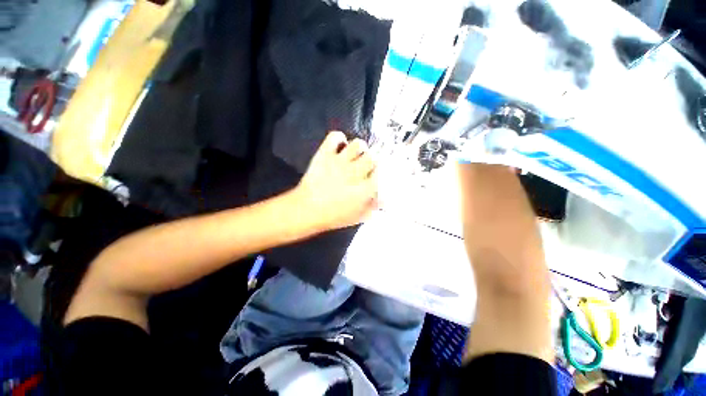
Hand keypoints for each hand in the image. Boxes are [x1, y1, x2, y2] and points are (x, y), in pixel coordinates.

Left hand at [294, 131, 377, 231]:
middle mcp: (355, 172)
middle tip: (365, 166)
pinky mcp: (325, 154)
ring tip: (355, 155)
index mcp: (365, 189)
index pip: (382, 173)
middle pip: (373, 157)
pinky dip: (339, 138)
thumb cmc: (333, 217)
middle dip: (371, 161)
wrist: (306, 210)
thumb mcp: (358, 217)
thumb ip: (373, 207)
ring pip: (358, 144)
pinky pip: (335, 136)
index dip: (380, 173)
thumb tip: (384, 200)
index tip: (376, 176)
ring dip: (359, 149)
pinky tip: (340, 145)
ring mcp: (340, 161)